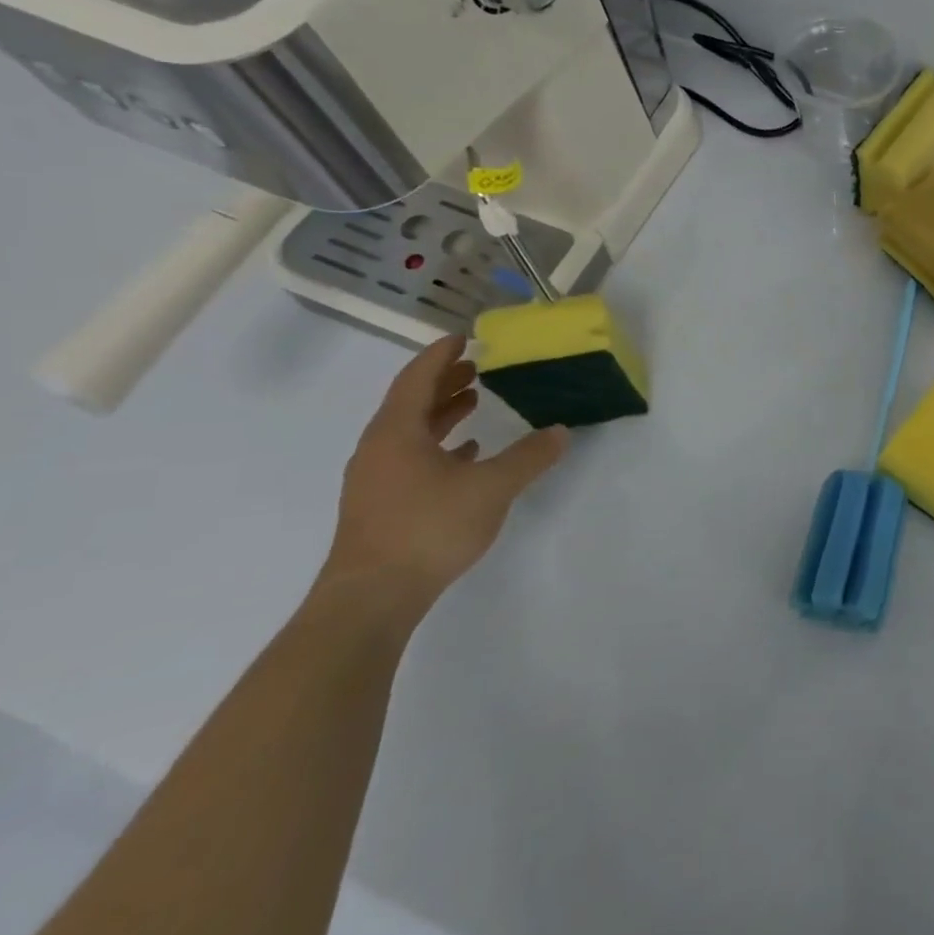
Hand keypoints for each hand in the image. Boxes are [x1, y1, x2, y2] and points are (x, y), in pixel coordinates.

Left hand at [320, 335, 568, 619]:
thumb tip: (561, 431)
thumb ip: (529, 457)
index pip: (416, 379)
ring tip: (475, 402)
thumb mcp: (492, 488)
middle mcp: (379, 449)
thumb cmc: (428, 528)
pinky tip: (466, 454)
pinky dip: (439, 446)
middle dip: (444, 381)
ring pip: (411, 432)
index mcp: (397, 433)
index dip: (440, 356)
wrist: (372, 597)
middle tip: (476, 366)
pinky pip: (412, 459)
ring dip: (442, 413)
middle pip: (411, 402)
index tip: (463, 337)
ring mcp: (377, 479)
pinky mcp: (383, 505)